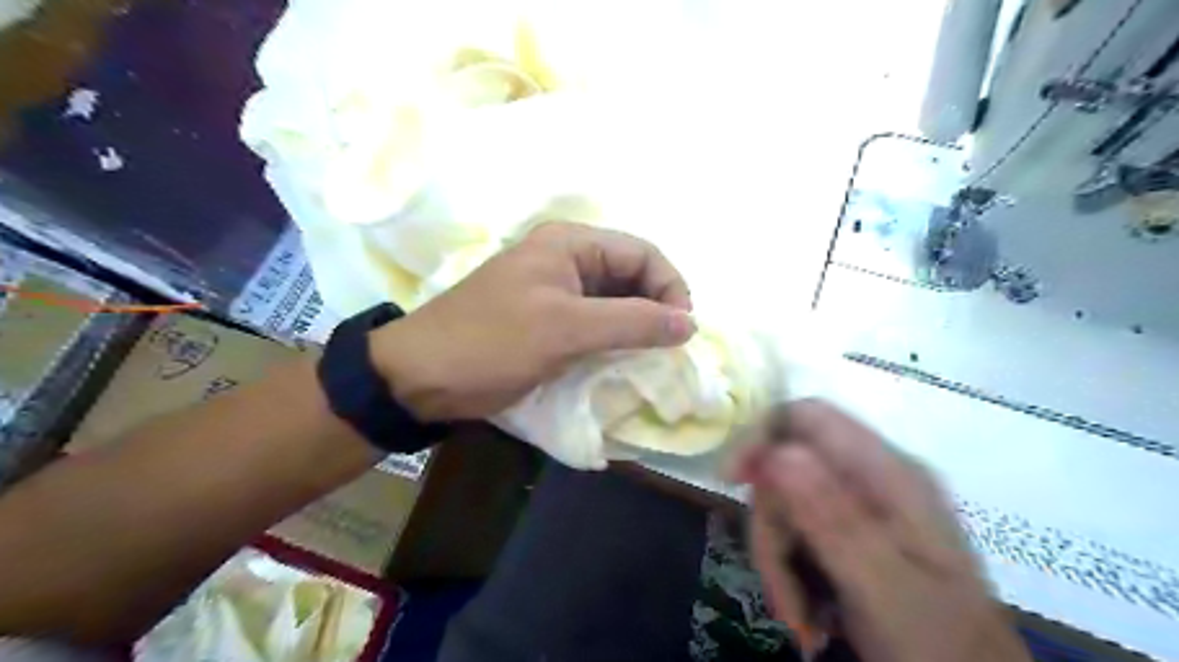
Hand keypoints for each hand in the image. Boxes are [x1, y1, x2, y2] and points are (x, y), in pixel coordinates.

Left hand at [373, 219, 691, 421]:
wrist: (421, 377)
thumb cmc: (492, 342)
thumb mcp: (565, 329)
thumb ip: (632, 322)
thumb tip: (689, 324)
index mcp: (569, 243)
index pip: (642, 253)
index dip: (670, 287)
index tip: (682, 330)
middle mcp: (566, 258)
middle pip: (631, 275)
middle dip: (655, 308)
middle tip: (669, 348)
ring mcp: (556, 290)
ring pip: (614, 301)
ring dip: (636, 327)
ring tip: (651, 357)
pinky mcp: (548, 319)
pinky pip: (595, 323)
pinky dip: (614, 340)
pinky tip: (623, 361)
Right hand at [734, 397, 1029, 661]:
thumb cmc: (937, 643)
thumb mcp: (881, 585)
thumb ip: (832, 517)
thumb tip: (777, 452)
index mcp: (888, 474)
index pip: (808, 417)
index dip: (761, 437)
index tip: (732, 482)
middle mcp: (873, 478)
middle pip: (787, 468)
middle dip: (772, 525)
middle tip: (781, 588)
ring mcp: (863, 506)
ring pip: (786, 505)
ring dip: (778, 558)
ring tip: (799, 616)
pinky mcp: (852, 534)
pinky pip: (796, 532)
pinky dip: (789, 570)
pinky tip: (807, 613)